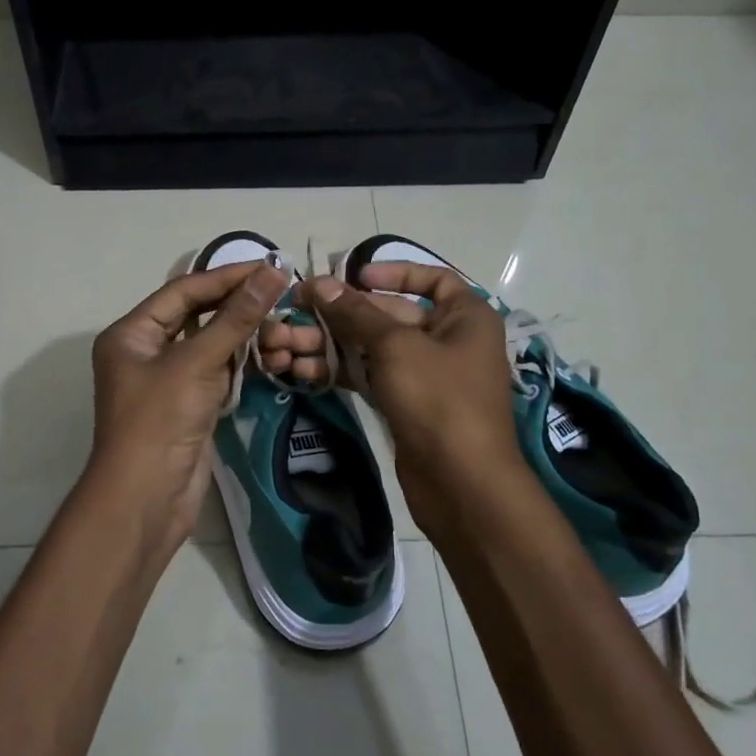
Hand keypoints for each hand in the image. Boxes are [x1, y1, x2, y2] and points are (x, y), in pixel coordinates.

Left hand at [85, 261, 288, 548]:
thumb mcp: (197, 363)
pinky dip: (240, 362)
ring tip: (282, 319)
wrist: (147, 500)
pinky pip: (216, 372)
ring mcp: (167, 380)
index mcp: (131, 333)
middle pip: (196, 315)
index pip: (183, 291)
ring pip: (209, 344)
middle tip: (280, 289)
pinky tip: (269, 351)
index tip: (268, 266)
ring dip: (242, 334)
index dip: (225, 277)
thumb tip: (272, 273)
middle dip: (236, 304)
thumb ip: (236, 317)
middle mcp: (145, 351)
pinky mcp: (188, 405)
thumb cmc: (160, 421)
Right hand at [296, 264, 525, 539]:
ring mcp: (427, 375)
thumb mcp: (396, 346)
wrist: (461, 483)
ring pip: (374, 347)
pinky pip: (371, 375)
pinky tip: (304, 368)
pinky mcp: (407, 403)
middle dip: (344, 312)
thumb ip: (356, 313)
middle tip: (298, 307)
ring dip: (334, 342)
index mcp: (465, 316)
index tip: (354, 276)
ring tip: (289, 341)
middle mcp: (449, 340)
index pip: (432, 279)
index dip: (393, 271)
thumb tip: (320, 283)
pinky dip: (342, 370)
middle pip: (391, 313)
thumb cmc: (439, 399)